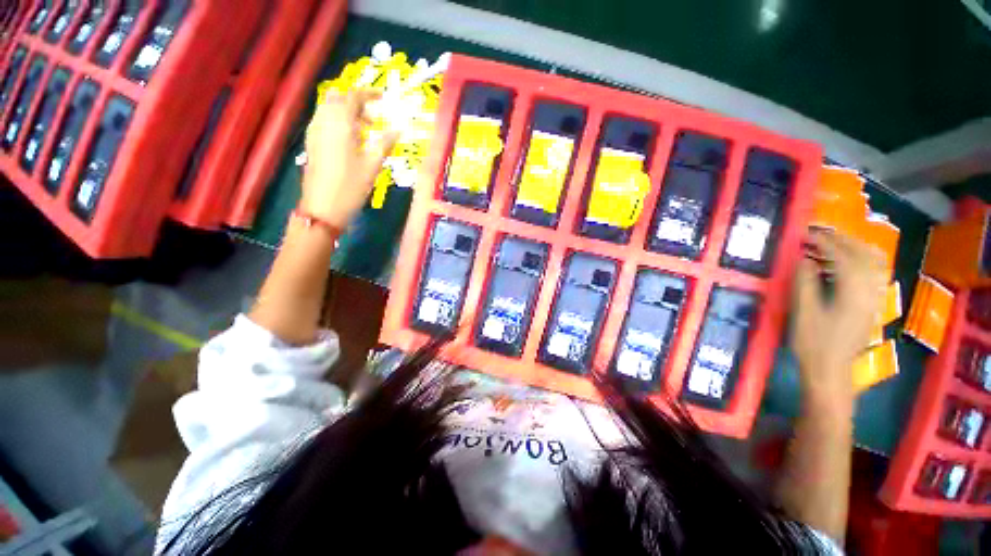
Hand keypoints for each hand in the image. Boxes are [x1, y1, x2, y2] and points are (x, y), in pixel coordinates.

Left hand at [300, 90, 397, 227]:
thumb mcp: (373, 165)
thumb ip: (385, 143)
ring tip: (364, 131)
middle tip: (373, 119)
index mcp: (340, 123)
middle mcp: (324, 121)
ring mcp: (314, 131)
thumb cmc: (351, 186)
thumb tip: (398, 129)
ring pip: (329, 108)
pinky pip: (324, 120)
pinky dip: (338, 121)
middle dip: (356, 102)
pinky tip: (350, 140)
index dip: (369, 94)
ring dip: (347, 112)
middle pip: (338, 98)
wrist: (323, 206)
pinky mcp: (311, 142)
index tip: (383, 99)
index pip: (353, 96)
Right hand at [791, 228, 887, 406]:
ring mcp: (874, 300)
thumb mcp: (804, 313)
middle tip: (820, 233)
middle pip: (864, 256)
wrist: (831, 371)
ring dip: (856, 248)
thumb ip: (805, 283)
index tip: (806, 234)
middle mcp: (870, 293)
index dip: (825, 242)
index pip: (843, 258)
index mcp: (853, 294)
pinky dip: (863, 261)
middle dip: (843, 240)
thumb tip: (803, 259)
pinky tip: (850, 261)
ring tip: (835, 241)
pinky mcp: (871, 306)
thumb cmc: (813, 343)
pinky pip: (874, 275)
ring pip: (874, 264)